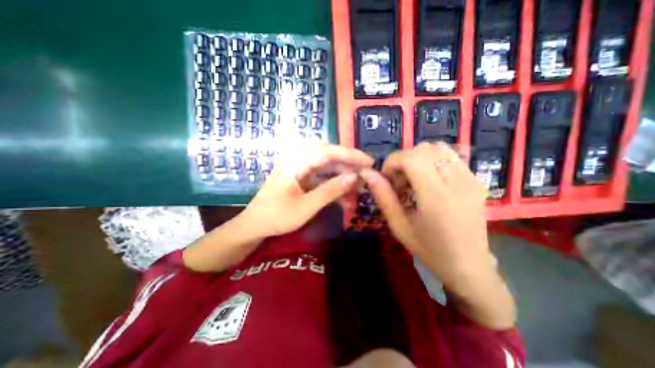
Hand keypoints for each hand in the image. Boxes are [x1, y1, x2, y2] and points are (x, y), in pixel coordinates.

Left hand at [240, 142, 373, 238]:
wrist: (254, 225)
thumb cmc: (277, 217)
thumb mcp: (306, 207)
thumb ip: (330, 190)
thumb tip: (354, 177)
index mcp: (295, 161)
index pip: (328, 151)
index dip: (350, 155)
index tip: (369, 161)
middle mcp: (297, 158)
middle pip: (328, 155)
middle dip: (349, 164)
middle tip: (366, 173)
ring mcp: (298, 167)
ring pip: (326, 165)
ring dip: (342, 175)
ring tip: (357, 186)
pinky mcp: (300, 175)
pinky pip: (321, 175)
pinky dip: (333, 183)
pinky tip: (343, 194)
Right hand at [358, 142, 490, 283]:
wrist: (469, 265)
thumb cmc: (429, 249)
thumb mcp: (399, 226)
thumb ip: (383, 197)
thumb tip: (367, 173)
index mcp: (437, 197)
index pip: (412, 158)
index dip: (393, 161)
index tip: (386, 177)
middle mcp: (458, 182)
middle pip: (424, 150)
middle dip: (404, 159)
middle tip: (399, 180)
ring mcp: (471, 178)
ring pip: (438, 148)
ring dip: (418, 157)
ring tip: (413, 177)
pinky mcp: (477, 179)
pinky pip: (451, 155)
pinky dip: (433, 159)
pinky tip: (428, 176)